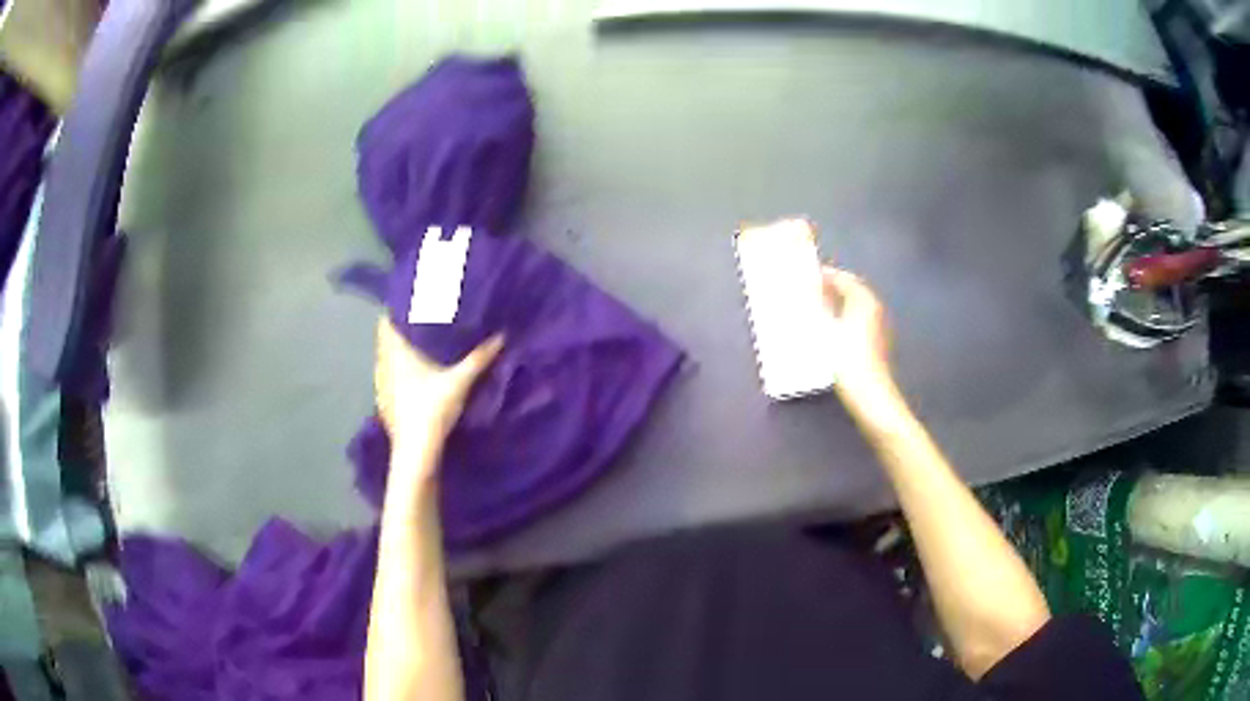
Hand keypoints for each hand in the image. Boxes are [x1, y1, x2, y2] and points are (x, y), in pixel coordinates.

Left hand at [374, 318, 502, 453]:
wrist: (415, 452)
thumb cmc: (431, 411)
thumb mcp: (459, 383)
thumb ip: (478, 358)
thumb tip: (501, 336)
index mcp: (396, 353)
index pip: (387, 322)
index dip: (398, 310)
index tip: (414, 301)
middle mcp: (384, 364)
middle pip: (387, 338)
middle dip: (403, 329)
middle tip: (425, 320)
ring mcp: (382, 385)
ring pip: (388, 358)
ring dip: (401, 350)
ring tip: (422, 344)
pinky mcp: (385, 402)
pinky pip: (390, 376)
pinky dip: (400, 369)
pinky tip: (415, 375)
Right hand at [821, 266, 895, 403]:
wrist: (870, 394)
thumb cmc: (849, 360)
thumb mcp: (829, 329)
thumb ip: (821, 303)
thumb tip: (811, 286)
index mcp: (865, 300)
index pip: (844, 278)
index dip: (826, 275)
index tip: (807, 276)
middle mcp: (875, 308)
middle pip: (853, 289)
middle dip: (833, 287)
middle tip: (810, 290)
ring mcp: (878, 325)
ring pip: (856, 304)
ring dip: (838, 302)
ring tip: (816, 307)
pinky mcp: (876, 341)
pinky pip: (858, 318)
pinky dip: (844, 315)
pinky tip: (831, 327)